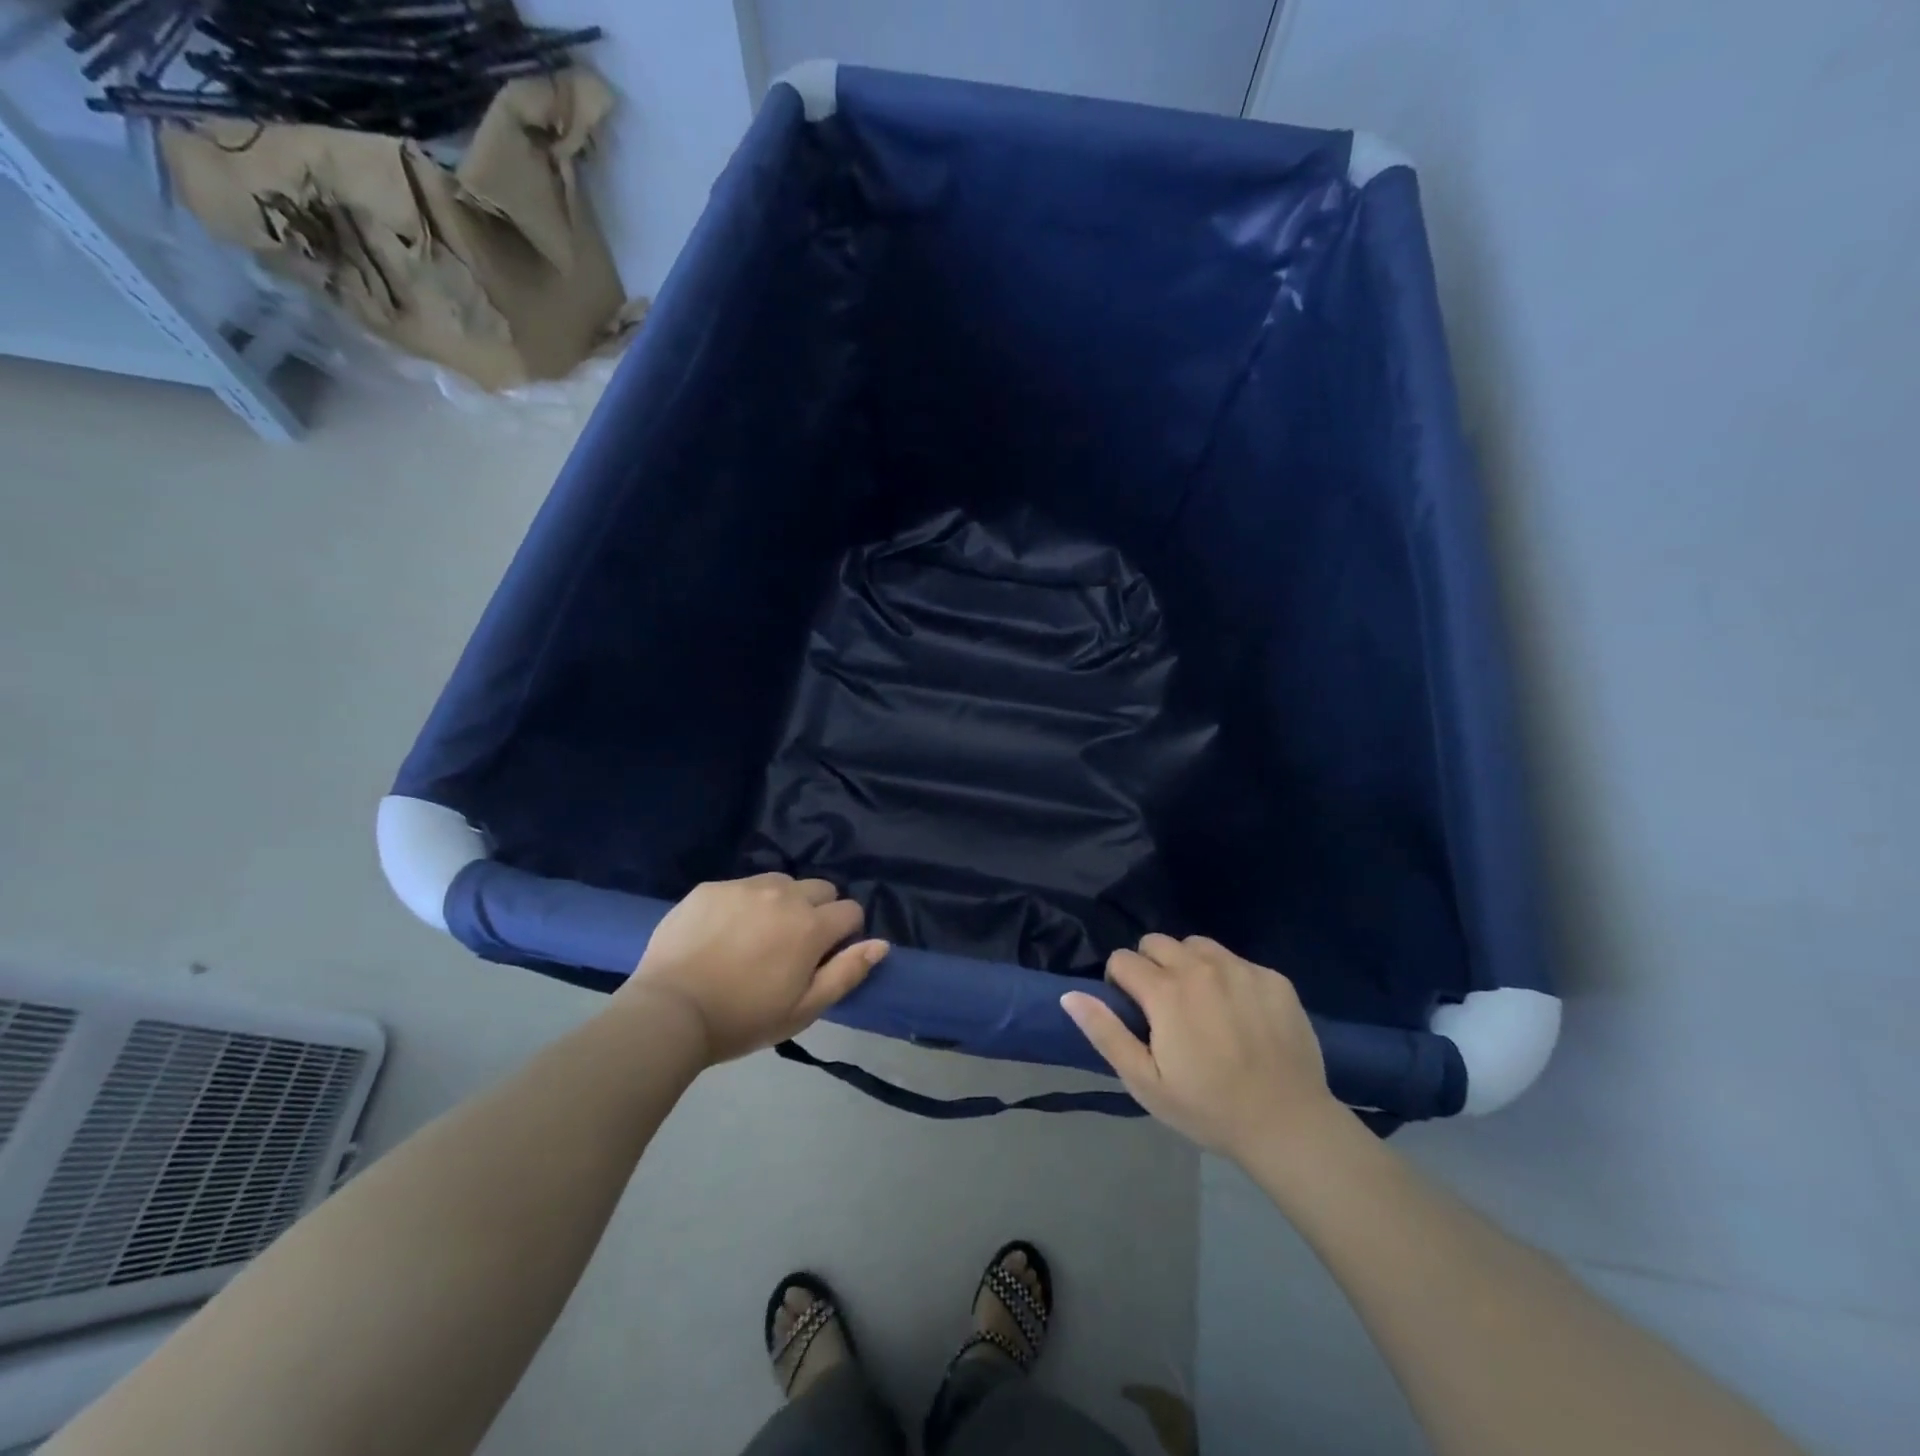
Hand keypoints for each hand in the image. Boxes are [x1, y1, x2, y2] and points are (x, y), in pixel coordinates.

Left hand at [620, 874, 887, 1065]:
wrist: (669, 1011)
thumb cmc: (743, 1019)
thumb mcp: (804, 1009)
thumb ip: (847, 972)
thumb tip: (881, 944)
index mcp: (811, 925)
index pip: (850, 911)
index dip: (845, 933)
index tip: (825, 955)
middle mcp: (784, 895)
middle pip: (820, 888)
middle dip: (817, 911)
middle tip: (793, 945)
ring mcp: (744, 887)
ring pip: (781, 883)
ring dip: (781, 903)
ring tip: (758, 935)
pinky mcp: (711, 887)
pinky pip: (742, 887)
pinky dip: (743, 904)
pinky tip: (723, 933)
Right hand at [1061, 934, 1341, 1161]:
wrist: (1289, 1126)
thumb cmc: (1208, 1108)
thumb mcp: (1145, 1082)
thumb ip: (1105, 1033)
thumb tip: (1070, 995)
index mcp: (1166, 991)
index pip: (1123, 959)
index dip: (1119, 983)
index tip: (1134, 1013)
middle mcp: (1201, 967)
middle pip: (1157, 942)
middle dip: (1151, 967)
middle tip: (1164, 1008)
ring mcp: (1241, 969)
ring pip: (1197, 945)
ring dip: (1188, 965)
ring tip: (1200, 1004)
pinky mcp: (1274, 978)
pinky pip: (1237, 961)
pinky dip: (1228, 977)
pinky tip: (1240, 1014)